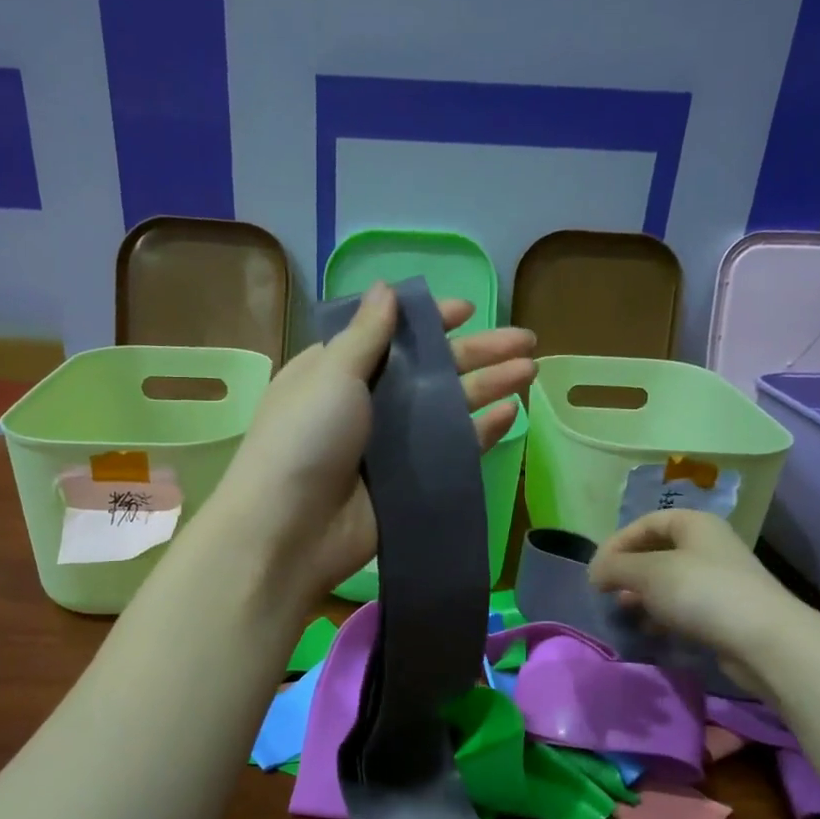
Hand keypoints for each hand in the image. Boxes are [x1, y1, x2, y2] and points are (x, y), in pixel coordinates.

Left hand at [211, 281, 536, 605]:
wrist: (289, 530)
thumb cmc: (304, 439)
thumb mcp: (331, 375)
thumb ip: (366, 335)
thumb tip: (386, 288)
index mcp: (338, 371)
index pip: (391, 336)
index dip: (429, 322)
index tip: (468, 310)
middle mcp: (367, 404)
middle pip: (430, 370)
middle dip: (477, 352)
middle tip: (526, 340)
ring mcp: (390, 446)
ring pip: (448, 407)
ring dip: (488, 386)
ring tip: (530, 369)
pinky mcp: (410, 482)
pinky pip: (452, 450)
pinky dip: (480, 432)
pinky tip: (511, 413)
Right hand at [588, 508, 812, 687]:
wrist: (764, 640)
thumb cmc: (701, 592)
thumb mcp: (647, 573)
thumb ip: (614, 567)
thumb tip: (595, 573)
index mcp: (694, 524)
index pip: (645, 523)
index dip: (616, 543)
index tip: (596, 571)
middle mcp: (708, 545)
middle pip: (657, 551)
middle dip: (629, 571)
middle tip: (608, 591)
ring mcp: (720, 579)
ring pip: (669, 580)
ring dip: (643, 594)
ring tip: (625, 611)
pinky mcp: (725, 611)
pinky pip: (685, 605)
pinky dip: (663, 614)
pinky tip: (650, 629)